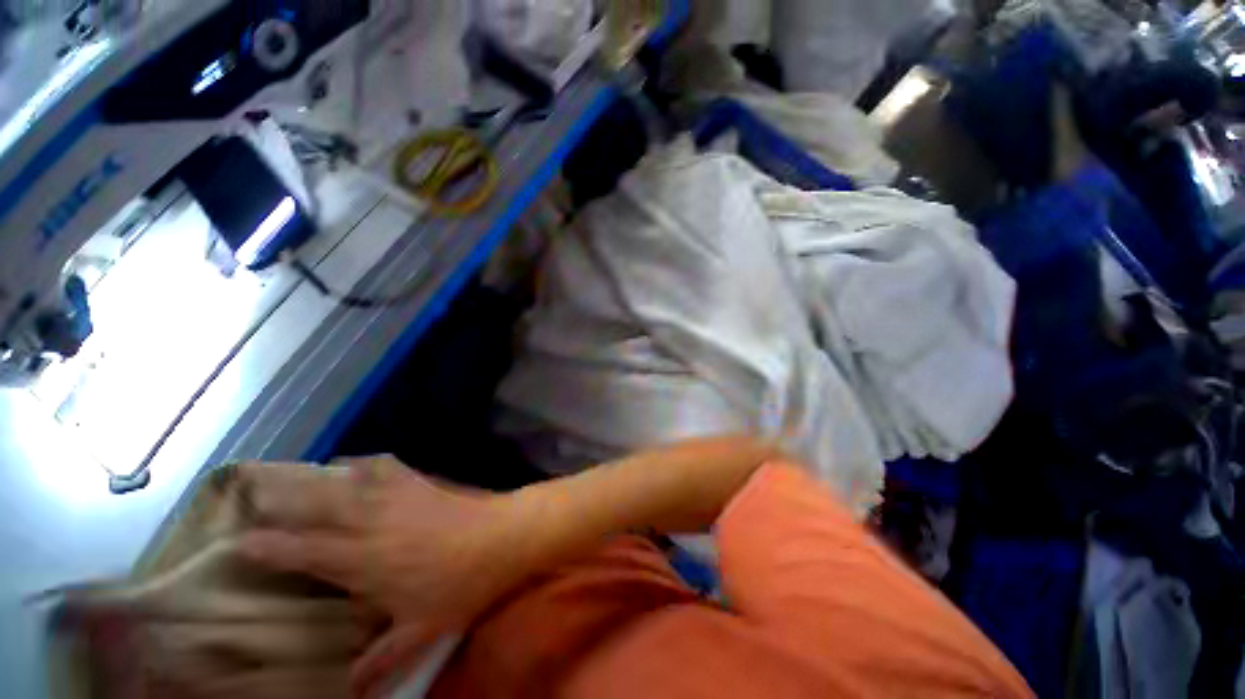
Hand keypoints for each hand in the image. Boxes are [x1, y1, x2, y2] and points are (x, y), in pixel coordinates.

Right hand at [237, 457, 533, 695]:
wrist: (503, 537)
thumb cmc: (462, 585)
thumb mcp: (422, 631)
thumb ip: (383, 661)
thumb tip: (352, 693)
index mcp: (364, 561)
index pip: (305, 553)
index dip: (270, 547)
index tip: (240, 541)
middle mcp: (371, 523)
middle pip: (318, 507)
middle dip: (283, 501)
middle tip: (255, 494)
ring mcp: (397, 497)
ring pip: (348, 482)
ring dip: (319, 478)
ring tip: (297, 476)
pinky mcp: (421, 482)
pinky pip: (387, 467)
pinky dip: (366, 464)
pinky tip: (358, 465)